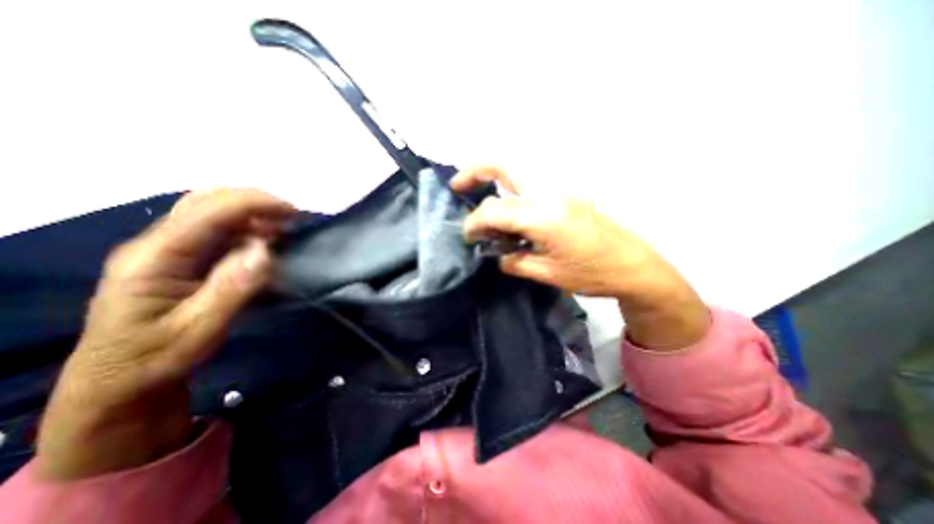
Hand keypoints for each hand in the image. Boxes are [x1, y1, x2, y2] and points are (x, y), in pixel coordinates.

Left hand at [38, 188, 293, 482]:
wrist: (119, 379)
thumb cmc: (157, 358)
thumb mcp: (198, 331)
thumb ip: (231, 289)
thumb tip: (265, 251)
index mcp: (154, 258)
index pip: (208, 212)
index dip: (255, 204)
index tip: (295, 214)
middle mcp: (157, 244)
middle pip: (207, 200)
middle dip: (256, 202)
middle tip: (291, 220)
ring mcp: (167, 248)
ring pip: (212, 210)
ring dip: (253, 213)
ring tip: (283, 231)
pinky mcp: (181, 257)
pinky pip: (218, 228)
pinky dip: (248, 227)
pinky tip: (265, 242)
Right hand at [452, 168, 709, 352]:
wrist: (634, 266)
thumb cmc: (591, 275)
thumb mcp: (547, 274)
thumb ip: (514, 261)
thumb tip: (497, 253)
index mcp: (544, 216)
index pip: (494, 210)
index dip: (474, 222)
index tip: (468, 236)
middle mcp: (550, 194)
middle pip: (504, 166)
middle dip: (474, 172)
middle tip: (456, 186)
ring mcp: (560, 190)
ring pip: (516, 172)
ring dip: (493, 180)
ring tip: (478, 194)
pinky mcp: (566, 194)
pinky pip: (529, 185)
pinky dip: (510, 191)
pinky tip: (507, 211)